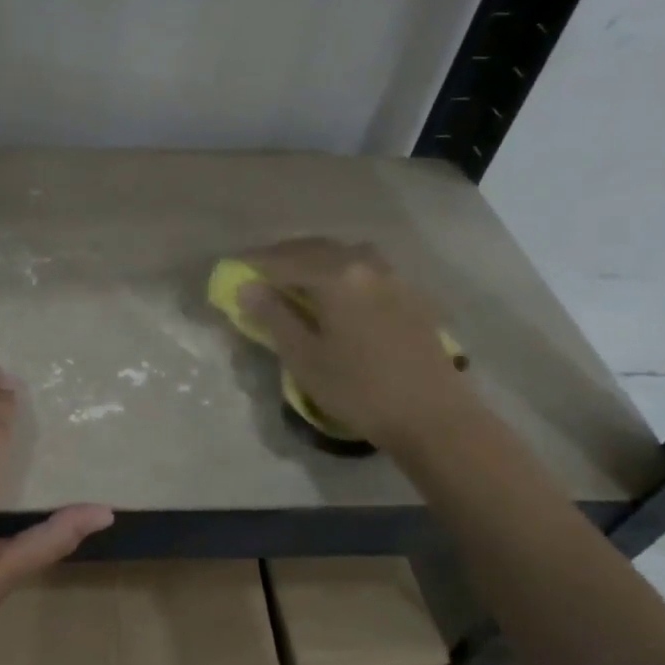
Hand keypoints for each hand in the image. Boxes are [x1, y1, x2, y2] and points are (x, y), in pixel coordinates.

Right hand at [236, 239, 472, 452]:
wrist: (433, 415)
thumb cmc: (359, 389)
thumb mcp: (304, 357)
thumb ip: (274, 316)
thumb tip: (247, 288)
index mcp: (336, 275)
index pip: (283, 259)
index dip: (254, 264)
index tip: (231, 268)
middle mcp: (365, 264)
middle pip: (314, 249)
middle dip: (282, 257)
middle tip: (257, 272)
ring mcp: (392, 276)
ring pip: (342, 255)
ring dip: (312, 261)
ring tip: (293, 279)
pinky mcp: (409, 294)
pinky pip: (364, 269)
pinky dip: (339, 271)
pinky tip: (333, 292)